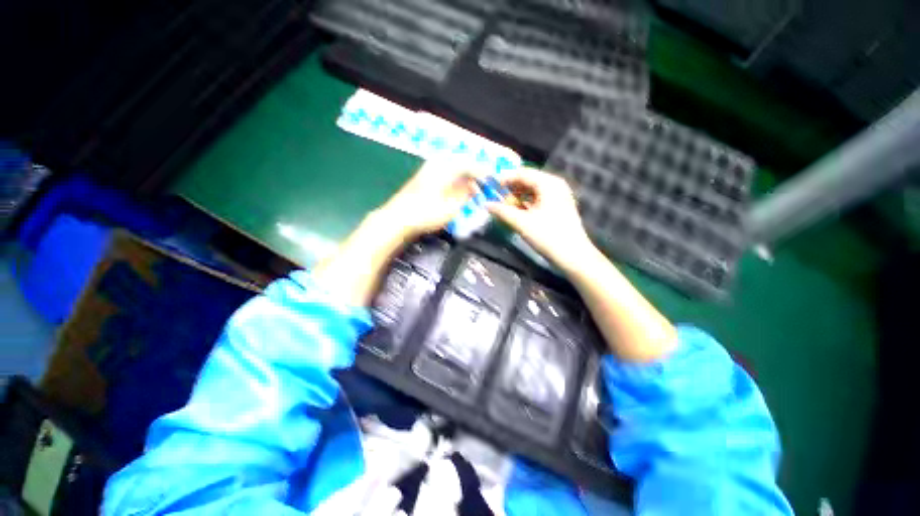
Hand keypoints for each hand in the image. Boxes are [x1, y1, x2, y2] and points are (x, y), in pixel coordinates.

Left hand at [376, 160, 482, 239]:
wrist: (397, 218)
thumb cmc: (425, 214)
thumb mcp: (451, 207)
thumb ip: (465, 195)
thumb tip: (474, 188)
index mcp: (445, 168)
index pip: (469, 164)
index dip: (482, 171)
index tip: (492, 179)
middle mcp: (437, 164)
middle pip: (461, 163)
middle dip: (474, 173)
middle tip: (484, 184)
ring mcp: (428, 170)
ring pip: (452, 168)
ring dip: (464, 177)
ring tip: (473, 190)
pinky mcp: (423, 178)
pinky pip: (444, 173)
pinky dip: (454, 180)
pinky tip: (457, 191)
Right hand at [487, 167, 593, 272]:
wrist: (573, 256)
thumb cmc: (548, 236)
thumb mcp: (522, 223)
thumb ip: (502, 211)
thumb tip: (486, 204)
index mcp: (548, 183)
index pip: (522, 173)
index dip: (504, 179)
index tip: (489, 186)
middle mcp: (554, 185)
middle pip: (527, 181)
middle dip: (510, 190)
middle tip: (494, 199)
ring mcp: (558, 196)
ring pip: (532, 191)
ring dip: (516, 198)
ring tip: (503, 207)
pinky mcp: (558, 207)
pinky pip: (537, 200)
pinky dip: (525, 204)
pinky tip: (515, 212)